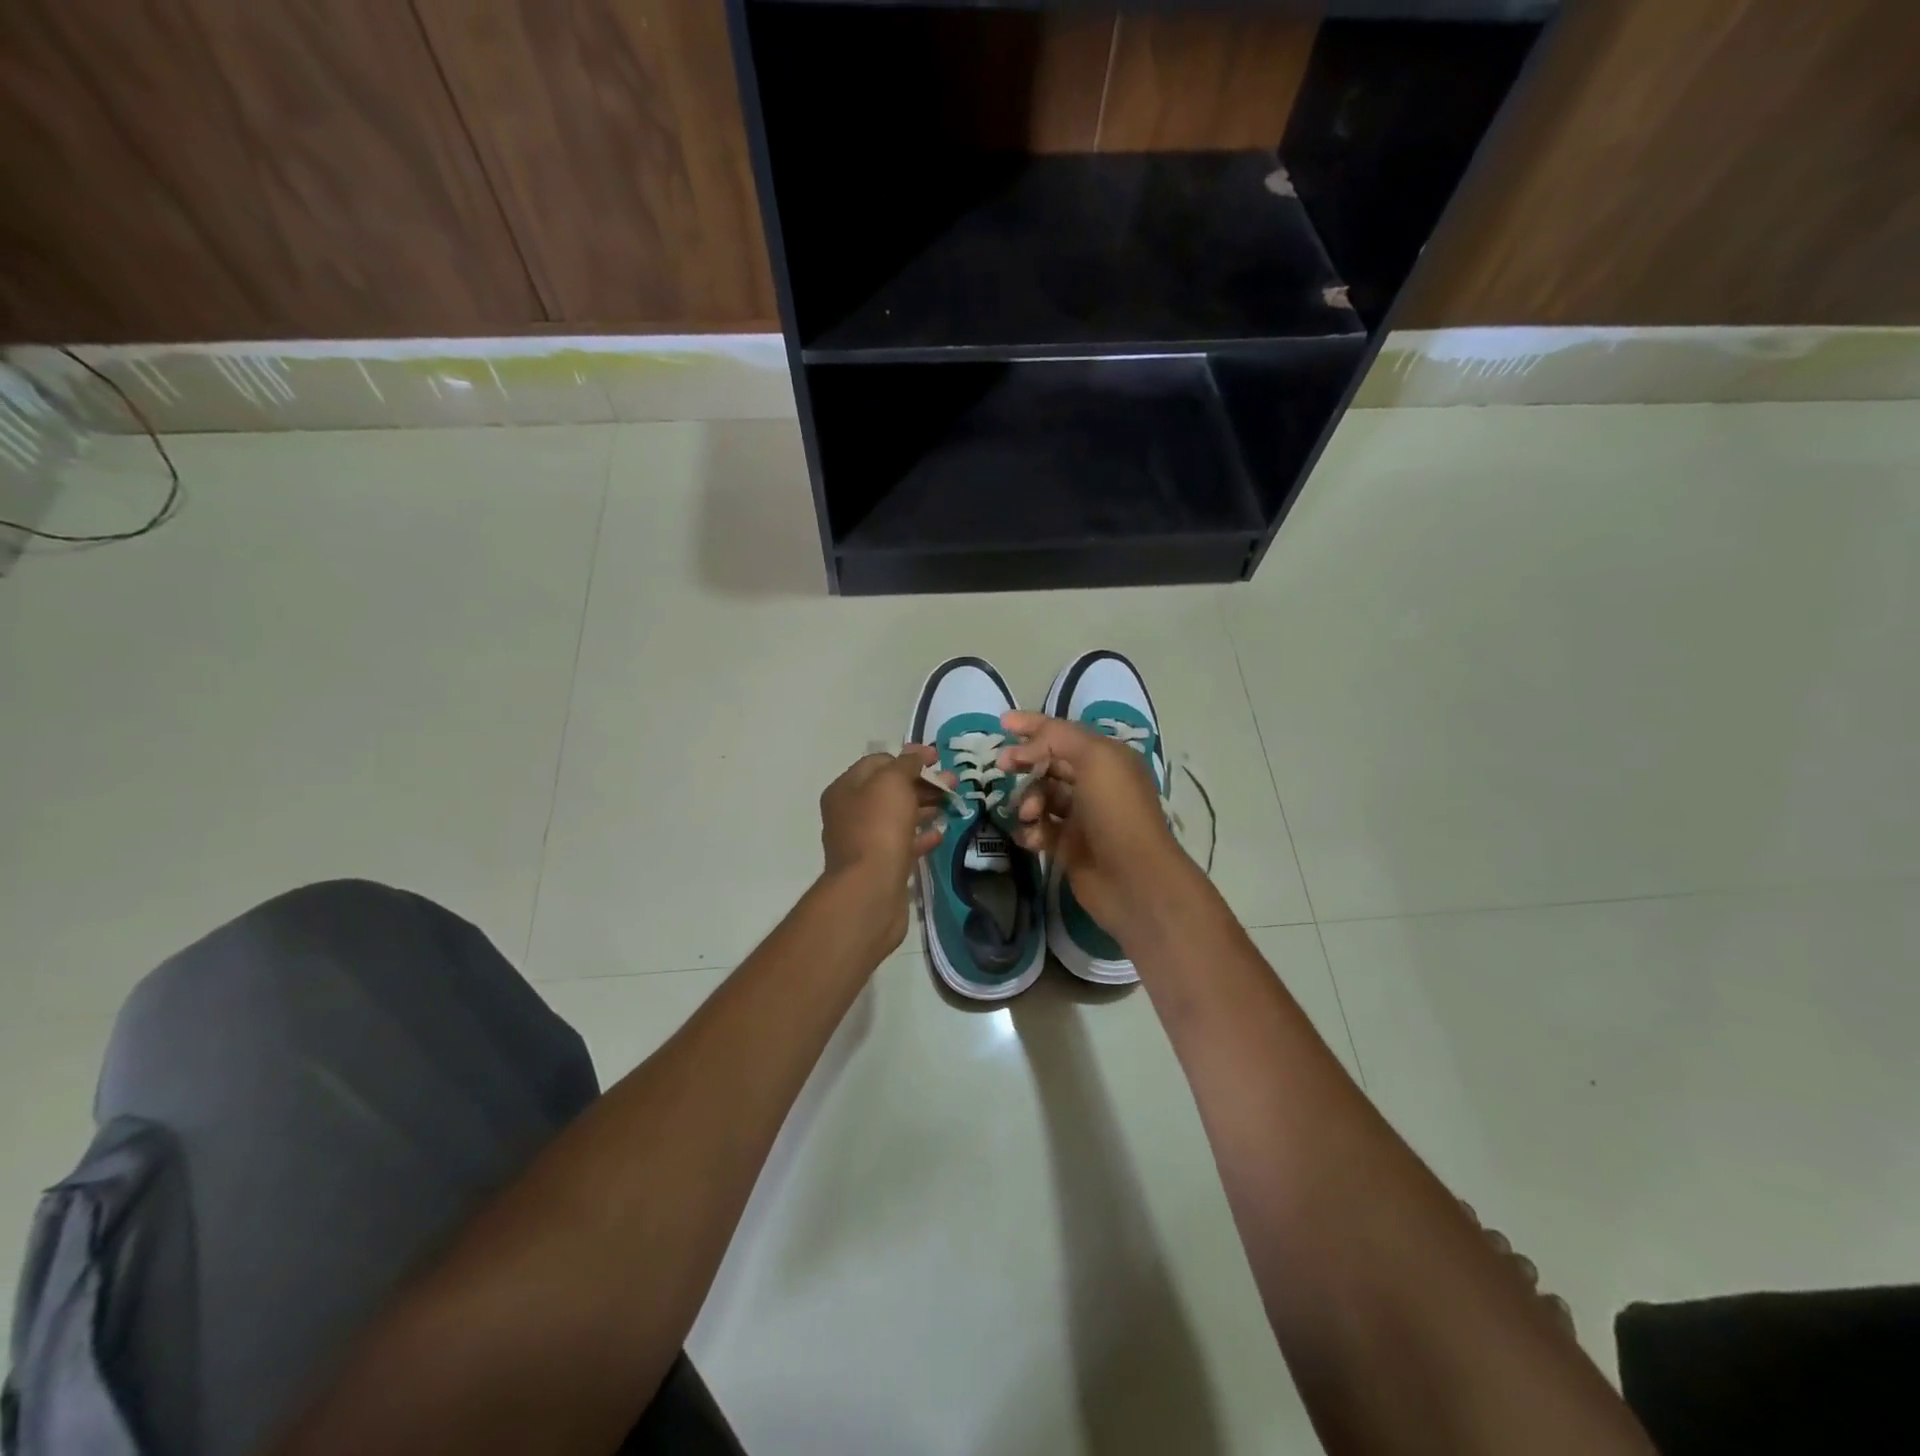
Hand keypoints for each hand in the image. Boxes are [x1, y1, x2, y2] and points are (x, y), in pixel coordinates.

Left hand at [818, 747, 948, 949]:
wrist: (870, 890)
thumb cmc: (879, 828)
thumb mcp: (892, 783)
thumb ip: (906, 764)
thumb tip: (916, 753)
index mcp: (845, 789)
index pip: (878, 762)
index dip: (909, 757)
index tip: (938, 759)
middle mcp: (850, 813)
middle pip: (889, 789)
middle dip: (921, 783)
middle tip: (952, 783)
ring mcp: (864, 841)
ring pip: (897, 816)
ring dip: (925, 807)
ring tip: (952, 805)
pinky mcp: (880, 866)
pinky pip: (902, 844)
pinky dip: (921, 836)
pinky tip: (940, 834)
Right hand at [997, 712, 1193, 939]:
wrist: (1133, 878)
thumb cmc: (1117, 811)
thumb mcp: (1095, 758)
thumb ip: (1058, 738)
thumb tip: (1026, 746)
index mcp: (1106, 758)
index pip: (1063, 733)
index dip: (1033, 725)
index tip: (1001, 723)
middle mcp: (1095, 783)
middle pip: (1049, 764)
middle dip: (1024, 763)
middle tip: (1002, 766)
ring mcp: (1081, 816)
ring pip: (1041, 797)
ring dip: (1028, 800)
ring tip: (1029, 814)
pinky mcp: (1069, 846)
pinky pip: (1040, 829)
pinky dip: (1031, 830)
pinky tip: (1031, 837)